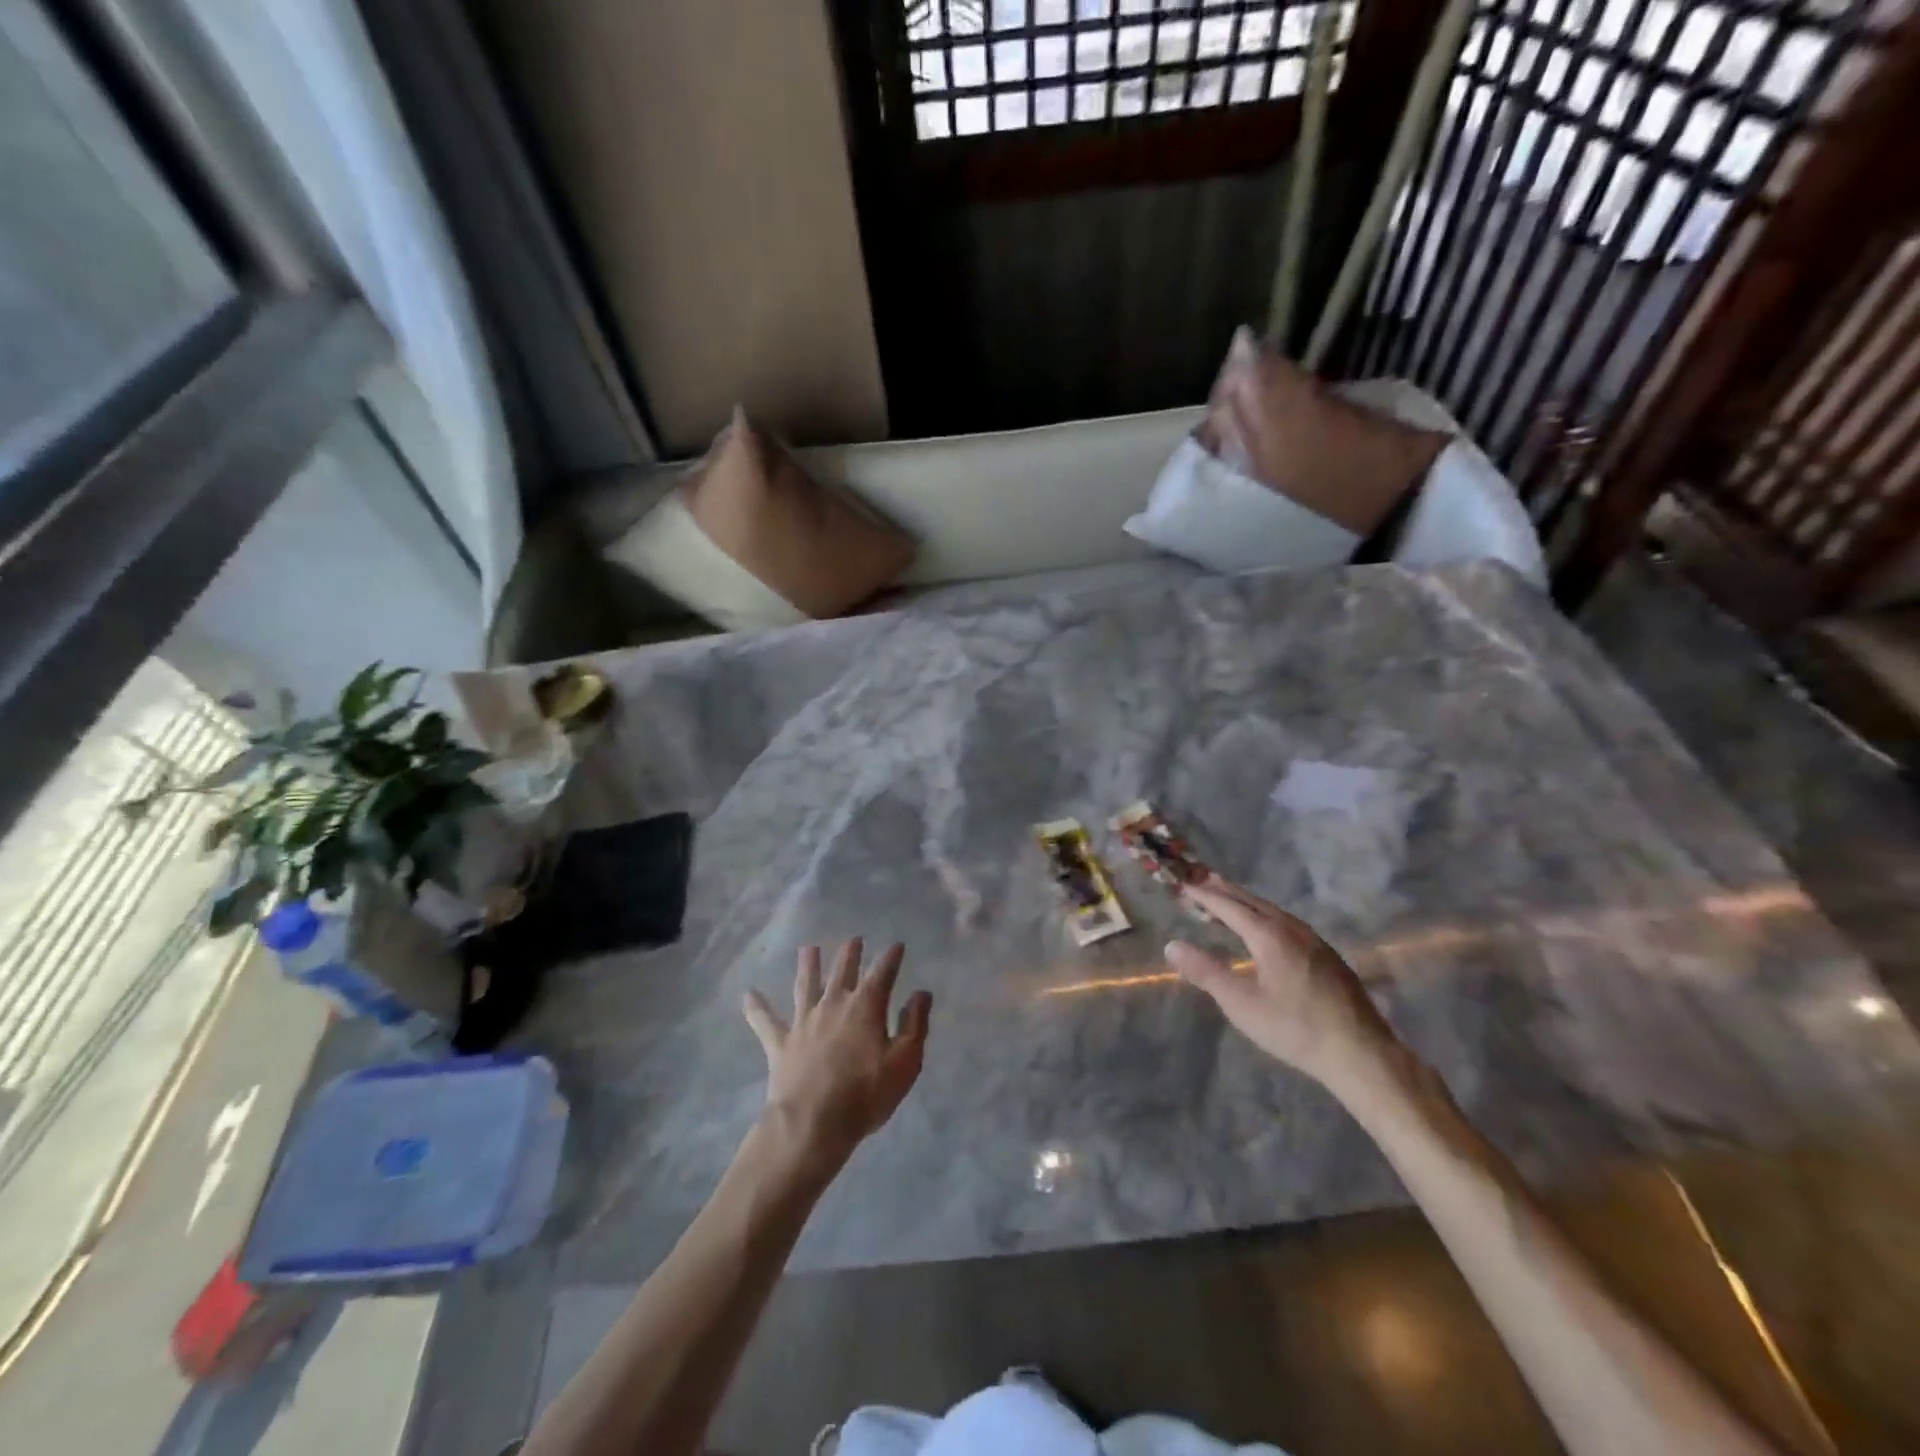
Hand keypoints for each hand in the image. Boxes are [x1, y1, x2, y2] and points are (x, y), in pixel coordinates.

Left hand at [742, 939, 931, 1167]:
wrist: (812, 1124)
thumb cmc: (865, 1094)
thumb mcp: (905, 1062)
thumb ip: (914, 1024)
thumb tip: (920, 993)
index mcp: (865, 1006)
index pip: (882, 973)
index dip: (891, 957)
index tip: (896, 945)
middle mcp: (833, 1004)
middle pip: (842, 971)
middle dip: (850, 954)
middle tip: (853, 939)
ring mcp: (804, 1021)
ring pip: (805, 985)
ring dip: (807, 965)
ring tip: (808, 949)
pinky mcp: (780, 1043)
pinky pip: (765, 1022)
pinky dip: (756, 1008)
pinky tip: (748, 994)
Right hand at [1167, 876, 1398, 1095]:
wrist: (1361, 1054)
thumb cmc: (1295, 1029)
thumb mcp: (1241, 1004)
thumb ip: (1205, 972)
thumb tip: (1172, 945)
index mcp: (1270, 936)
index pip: (1230, 906)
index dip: (1205, 896)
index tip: (1184, 885)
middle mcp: (1293, 929)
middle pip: (1253, 902)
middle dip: (1225, 891)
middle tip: (1201, 881)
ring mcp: (1314, 941)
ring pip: (1273, 911)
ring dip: (1246, 902)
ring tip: (1228, 900)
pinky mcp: (1328, 956)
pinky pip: (1287, 923)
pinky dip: (1264, 916)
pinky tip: (1264, 929)